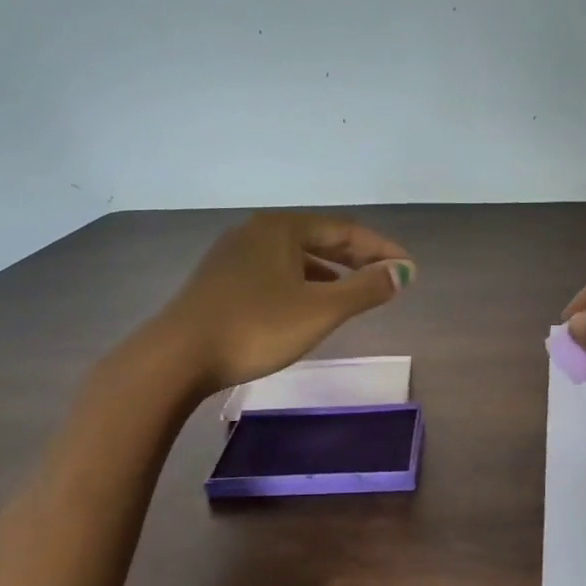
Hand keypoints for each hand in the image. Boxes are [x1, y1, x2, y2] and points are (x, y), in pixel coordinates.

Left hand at [135, 213, 414, 394]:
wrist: (177, 357)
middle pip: (319, 239)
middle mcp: (256, 232)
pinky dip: (302, 284)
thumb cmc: (256, 327)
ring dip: (330, 273)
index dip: (381, 249)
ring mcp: (233, 256)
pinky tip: (307, 306)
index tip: (408, 269)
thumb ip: (365, 289)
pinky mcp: (220, 282)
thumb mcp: (320, 310)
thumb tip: (404, 272)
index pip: (345, 230)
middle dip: (356, 259)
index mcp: (281, 228)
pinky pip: (274, 273)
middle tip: (387, 278)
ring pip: (295, 258)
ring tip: (354, 293)